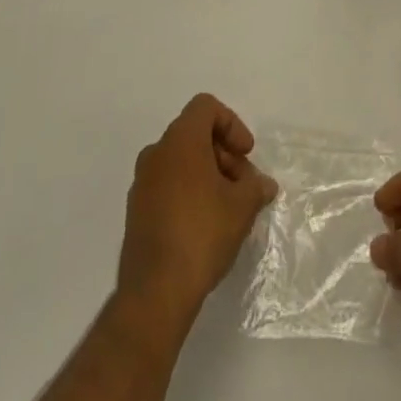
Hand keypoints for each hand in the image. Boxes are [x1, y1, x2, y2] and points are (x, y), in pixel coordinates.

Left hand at [116, 94, 277, 330]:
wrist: (154, 293)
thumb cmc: (202, 234)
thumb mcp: (242, 207)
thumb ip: (256, 187)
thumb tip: (264, 185)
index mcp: (180, 140)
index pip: (206, 107)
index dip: (232, 124)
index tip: (246, 154)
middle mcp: (156, 153)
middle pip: (194, 135)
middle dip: (223, 153)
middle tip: (243, 184)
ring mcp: (142, 183)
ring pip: (180, 161)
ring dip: (207, 174)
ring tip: (228, 207)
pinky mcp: (136, 212)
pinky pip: (167, 185)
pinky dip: (188, 192)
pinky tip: (205, 224)